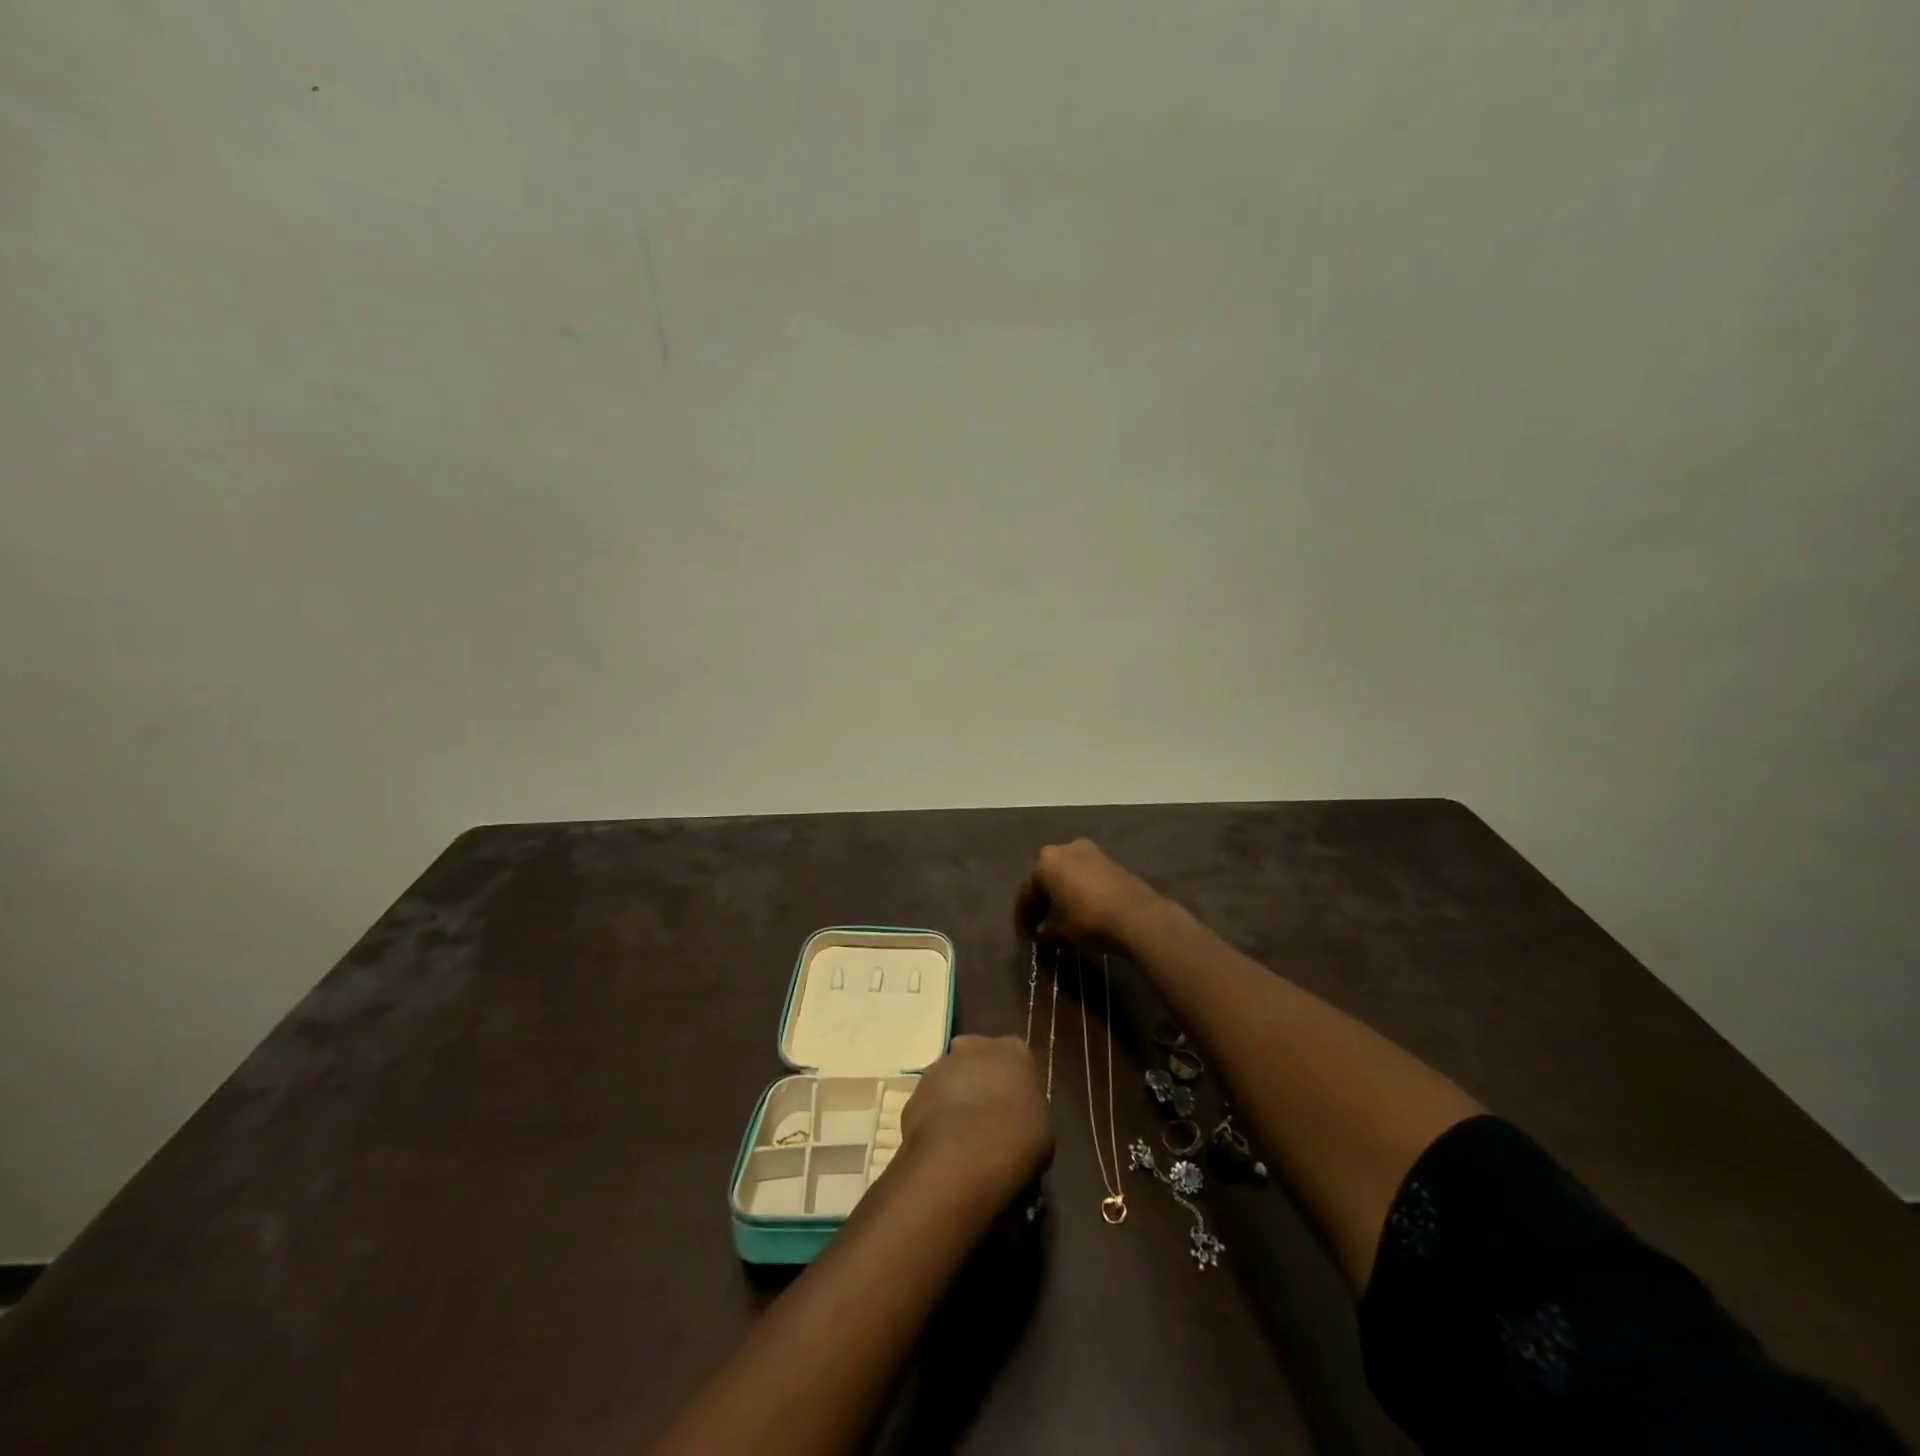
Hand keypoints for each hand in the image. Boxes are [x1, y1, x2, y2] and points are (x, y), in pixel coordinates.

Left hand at [901, 1034, 1052, 1195]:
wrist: (965, 1154)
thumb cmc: (1017, 1137)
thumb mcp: (1041, 1127)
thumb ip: (1026, 1111)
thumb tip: (1015, 1121)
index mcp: (1012, 1050)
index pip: (1015, 1057)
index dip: (1012, 1083)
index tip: (1014, 1107)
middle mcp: (973, 1046)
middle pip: (976, 1061)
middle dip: (979, 1083)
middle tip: (987, 1119)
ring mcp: (940, 1066)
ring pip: (949, 1080)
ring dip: (954, 1100)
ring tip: (962, 1139)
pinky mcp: (914, 1092)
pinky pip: (929, 1105)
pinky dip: (934, 1120)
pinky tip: (943, 1148)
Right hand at [1014, 839, 1163, 952]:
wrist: (1137, 915)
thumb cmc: (1088, 918)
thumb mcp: (1060, 929)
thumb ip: (1046, 929)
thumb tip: (1042, 934)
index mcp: (1045, 861)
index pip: (1027, 892)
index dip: (1023, 917)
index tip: (1025, 937)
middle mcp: (1065, 849)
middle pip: (1046, 879)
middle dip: (1042, 903)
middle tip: (1039, 926)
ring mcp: (1090, 851)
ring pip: (1066, 875)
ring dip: (1061, 896)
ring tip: (1059, 920)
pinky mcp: (1110, 861)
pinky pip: (1084, 876)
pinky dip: (1078, 892)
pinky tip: (1079, 910)